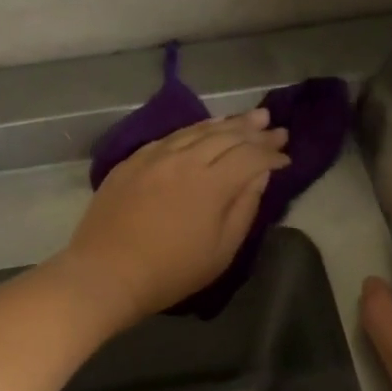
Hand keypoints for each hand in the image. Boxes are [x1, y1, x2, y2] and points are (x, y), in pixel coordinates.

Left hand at [57, 110, 290, 330]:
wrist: (105, 273)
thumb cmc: (170, 272)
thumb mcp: (220, 251)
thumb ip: (244, 208)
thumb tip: (259, 176)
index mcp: (210, 184)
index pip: (250, 157)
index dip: (271, 154)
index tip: (286, 157)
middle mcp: (184, 160)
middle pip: (225, 136)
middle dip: (254, 130)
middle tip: (274, 125)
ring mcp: (154, 156)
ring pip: (197, 130)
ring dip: (226, 123)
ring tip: (247, 117)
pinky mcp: (132, 161)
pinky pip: (169, 136)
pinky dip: (193, 129)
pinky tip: (202, 128)